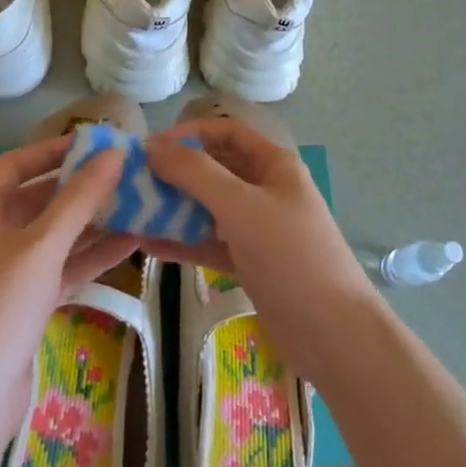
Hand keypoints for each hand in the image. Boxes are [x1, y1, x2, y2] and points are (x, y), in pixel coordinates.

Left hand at [0, 136, 128, 437]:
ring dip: (92, 222)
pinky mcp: (23, 305)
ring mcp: (6, 273)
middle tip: (126, 173)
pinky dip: (90, 256)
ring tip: (137, 203)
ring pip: (54, 236)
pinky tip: (131, 244)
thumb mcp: (42, 246)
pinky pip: (60, 268)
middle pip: (38, 199)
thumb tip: (115, 154)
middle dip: (80, 187)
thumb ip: (80, 199)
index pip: (16, 165)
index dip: (54, 150)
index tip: (96, 142)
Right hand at [147, 119, 378, 380]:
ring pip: (209, 208)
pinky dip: (184, 241)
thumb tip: (152, 146)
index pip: (227, 133)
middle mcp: (266, 190)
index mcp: (274, 165)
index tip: (150, 147)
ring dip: (175, 208)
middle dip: (176, 172)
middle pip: (215, 170)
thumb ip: (196, 174)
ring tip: (132, 211)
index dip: (190, 134)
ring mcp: (258, 229)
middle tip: (133, 182)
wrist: (333, 333)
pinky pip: (210, 243)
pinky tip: (149, 245)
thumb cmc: (290, 256)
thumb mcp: (241, 206)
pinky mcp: (250, 263)